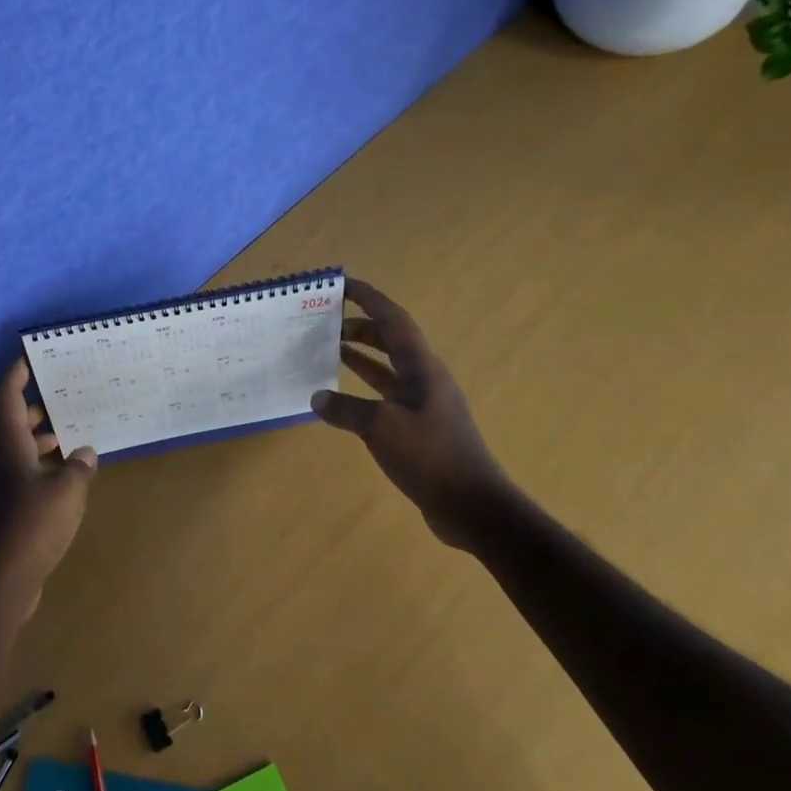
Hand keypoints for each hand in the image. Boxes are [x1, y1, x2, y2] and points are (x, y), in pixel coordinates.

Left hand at [0, 357, 97, 614]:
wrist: (1, 581)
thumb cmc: (33, 525)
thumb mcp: (67, 490)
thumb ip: (79, 466)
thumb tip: (84, 453)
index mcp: (8, 445)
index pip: (7, 397)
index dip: (16, 373)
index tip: (29, 356)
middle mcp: (1, 460)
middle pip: (15, 422)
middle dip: (38, 407)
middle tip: (66, 394)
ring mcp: (2, 487)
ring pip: (21, 450)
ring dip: (44, 439)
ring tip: (75, 433)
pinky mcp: (8, 511)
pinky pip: (27, 474)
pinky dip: (45, 466)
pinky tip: (69, 476)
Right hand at [310, 278, 516, 549]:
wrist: (473, 506)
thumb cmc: (431, 457)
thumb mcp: (382, 428)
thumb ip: (346, 409)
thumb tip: (318, 398)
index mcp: (422, 368)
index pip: (393, 320)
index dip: (368, 298)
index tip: (342, 284)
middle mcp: (425, 379)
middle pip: (391, 340)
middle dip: (360, 326)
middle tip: (325, 323)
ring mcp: (423, 404)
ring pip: (388, 368)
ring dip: (361, 356)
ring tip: (329, 350)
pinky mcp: (419, 428)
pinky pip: (386, 396)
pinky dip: (363, 389)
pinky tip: (342, 399)